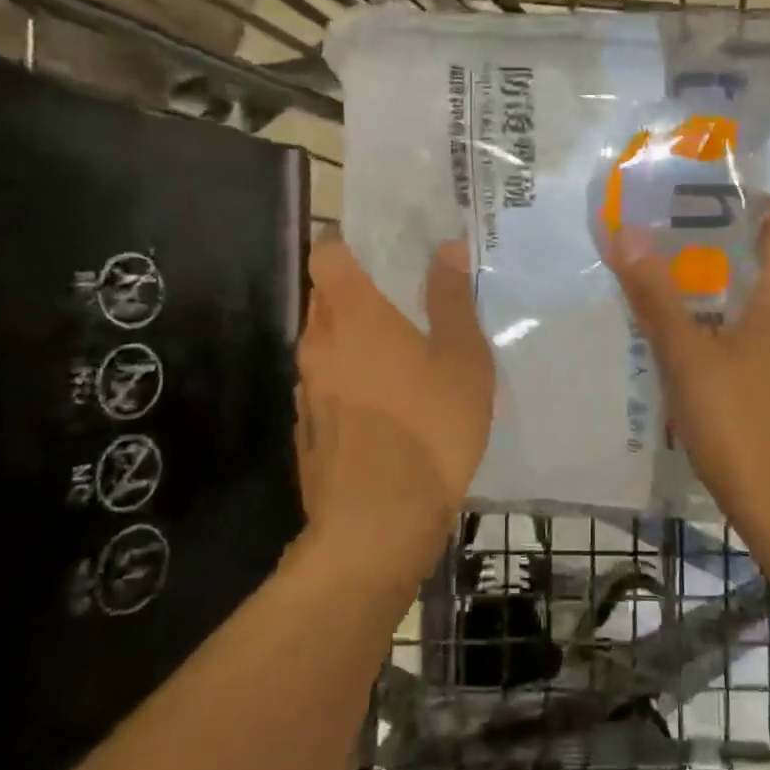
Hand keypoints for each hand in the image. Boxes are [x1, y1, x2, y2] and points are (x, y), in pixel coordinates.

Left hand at [294, 236, 493, 575]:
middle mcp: (319, 343)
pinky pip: (330, 385)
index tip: (385, 251)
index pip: (328, 253)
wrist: (376, 525)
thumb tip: (446, 248)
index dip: (349, 244)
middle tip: (410, 302)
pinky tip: (390, 406)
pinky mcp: (309, 427)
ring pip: (329, 344)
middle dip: (362, 294)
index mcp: (354, 315)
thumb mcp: (462, 361)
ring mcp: (307, 388)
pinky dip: (353, 381)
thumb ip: (451, 300)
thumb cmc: (429, 430)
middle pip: (328, 298)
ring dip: (359, 341)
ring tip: (406, 356)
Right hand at [607, 208, 769, 580]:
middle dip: (727, 248)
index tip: (706, 192)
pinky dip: (737, 330)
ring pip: (767, 309)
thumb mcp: (687, 357)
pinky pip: (767, 343)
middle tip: (673, 236)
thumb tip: (628, 234)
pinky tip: (703, 347)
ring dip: (730, 293)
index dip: (750, 207)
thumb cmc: (739, 422)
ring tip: (679, 285)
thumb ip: (657, 297)